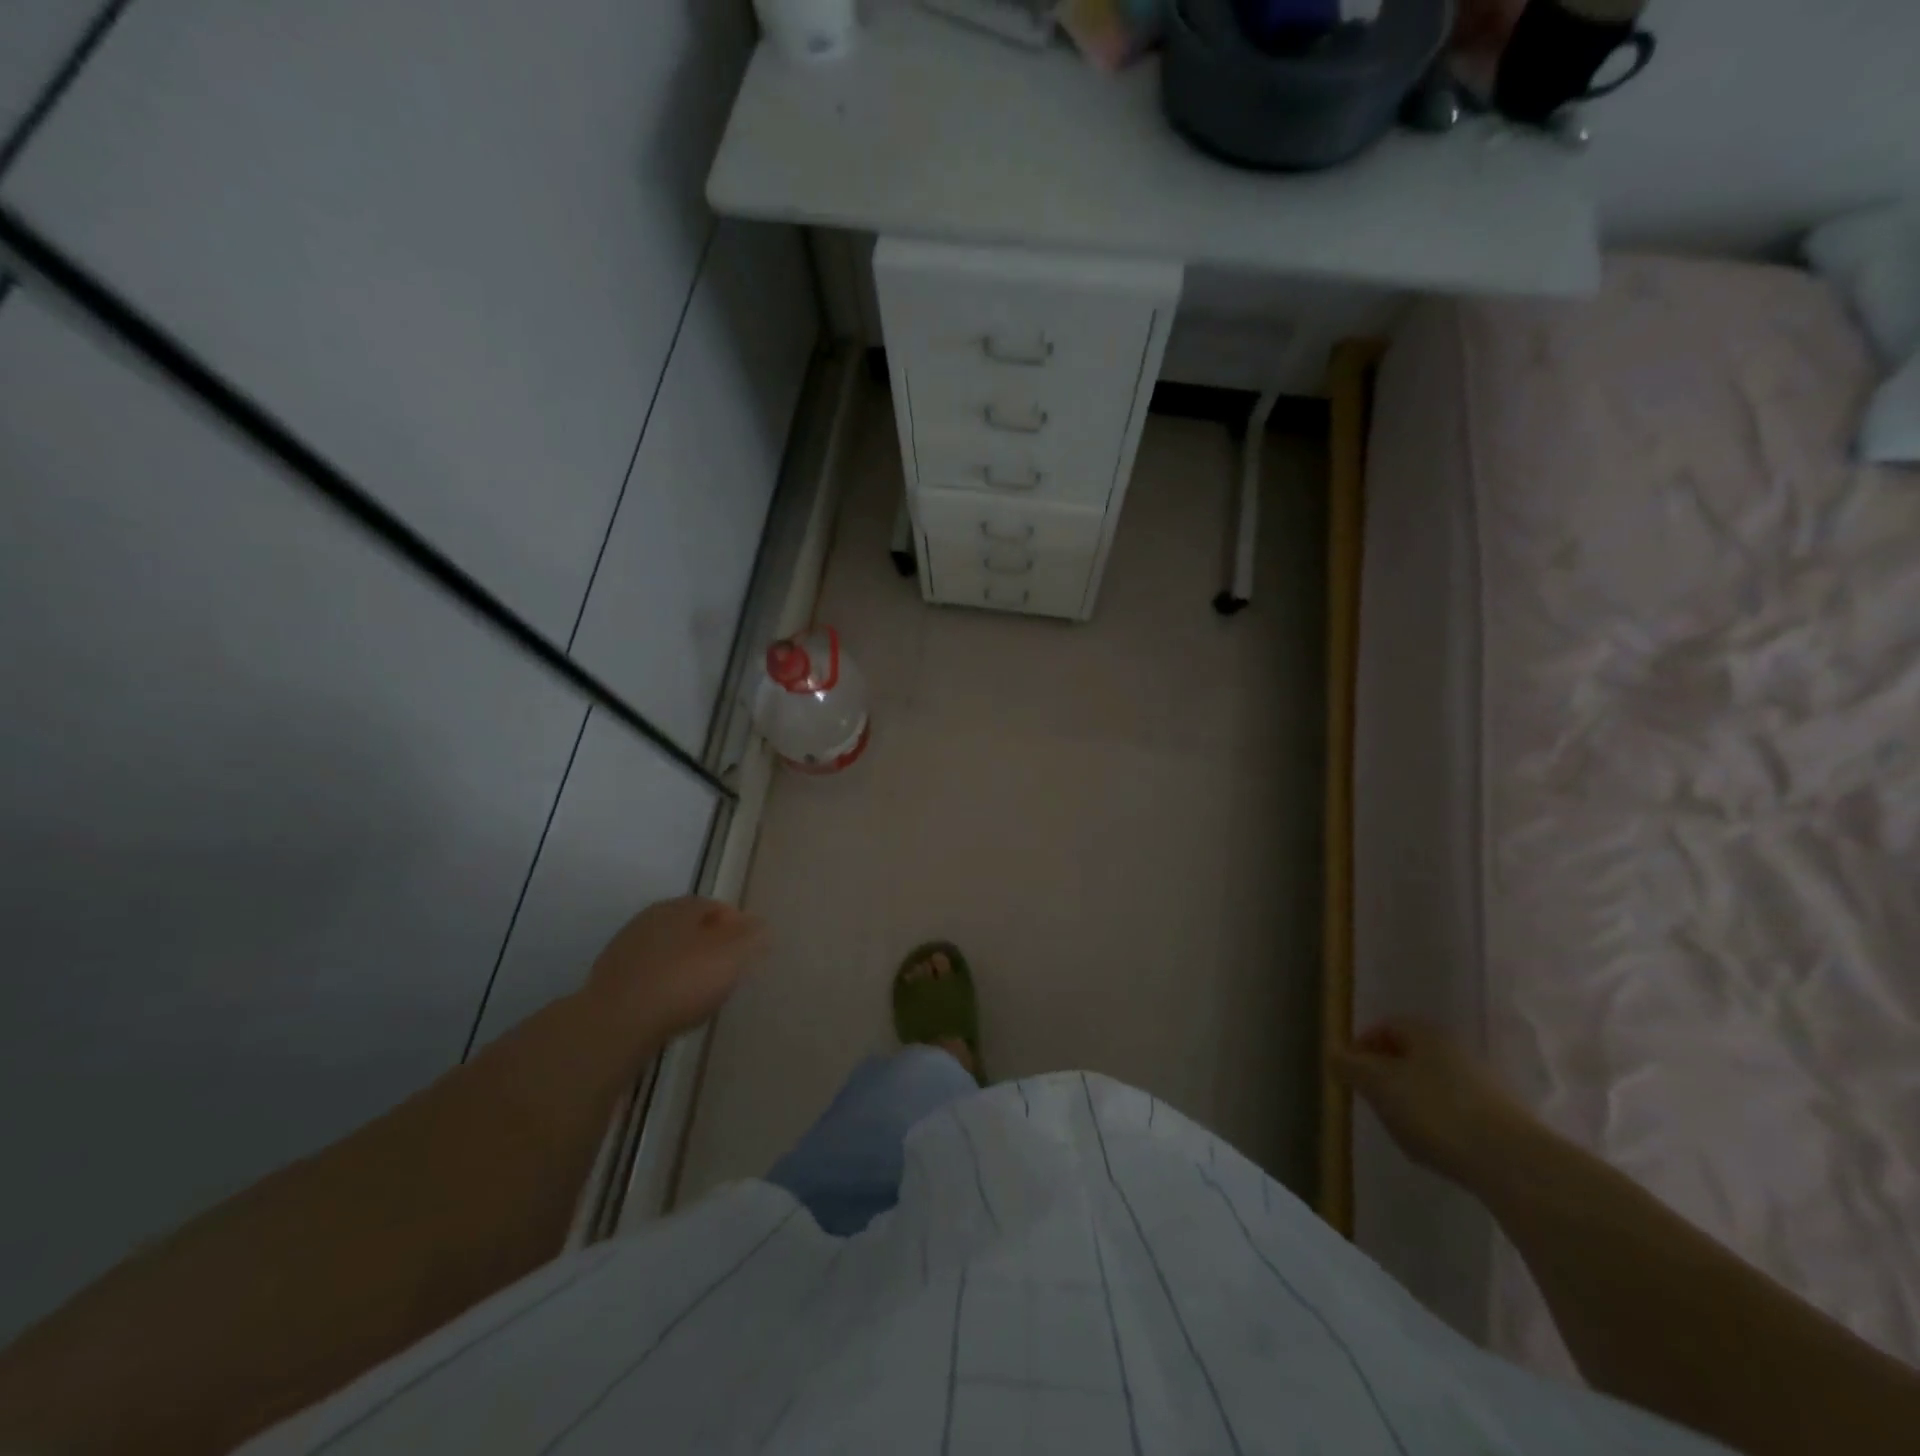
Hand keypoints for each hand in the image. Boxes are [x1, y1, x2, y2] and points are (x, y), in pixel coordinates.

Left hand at [587, 897, 768, 1041]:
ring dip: (683, 963)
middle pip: (686, 926)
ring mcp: (624, 950)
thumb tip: (761, 924)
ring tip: (700, 989)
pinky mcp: (609, 981)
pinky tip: (671, 1004)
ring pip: (665, 950)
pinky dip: (662, 984)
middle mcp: (649, 919)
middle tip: (726, 967)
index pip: (712, 905)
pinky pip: (647, 975)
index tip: (747, 947)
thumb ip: (751, 937)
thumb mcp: (732, 956)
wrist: (617, 1023)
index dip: (734, 924)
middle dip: (707, 942)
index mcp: (679, 908)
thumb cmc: (683, 981)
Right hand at [1332, 1019, 1536, 1185]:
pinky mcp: (1500, 1118)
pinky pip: (1455, 1110)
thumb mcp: (1378, 1086)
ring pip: (1432, 1083)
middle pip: (1410, 1054)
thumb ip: (1350, 1067)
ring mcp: (1482, 1084)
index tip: (1350, 1071)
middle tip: (1371, 1099)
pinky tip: (1434, 1146)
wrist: (1514, 1164)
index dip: (1362, 1044)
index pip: (1386, 1025)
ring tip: (1400, 1127)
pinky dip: (1437, 1122)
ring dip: (1411, 1099)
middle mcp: (1455, 1049)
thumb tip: (1332, 1052)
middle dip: (1386, 1074)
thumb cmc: (1435, 1112)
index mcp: (1426, 1033)